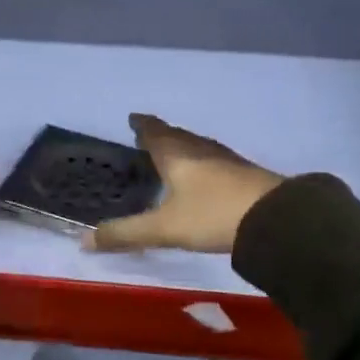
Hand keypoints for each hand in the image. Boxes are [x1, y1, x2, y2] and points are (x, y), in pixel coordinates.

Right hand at [85, 114, 283, 254]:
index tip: (133, 118)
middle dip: (161, 134)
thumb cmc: (212, 215)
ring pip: (198, 146)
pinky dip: (202, 162)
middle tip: (147, 136)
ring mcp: (226, 161)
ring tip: (173, 153)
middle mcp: (201, 150)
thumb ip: (125, 234)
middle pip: (177, 136)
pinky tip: (205, 176)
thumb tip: (83, 241)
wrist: (275, 219)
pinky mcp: (245, 175)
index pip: (154, 132)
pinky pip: (215, 161)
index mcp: (177, 154)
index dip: (142, 125)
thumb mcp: (164, 229)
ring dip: (183, 146)